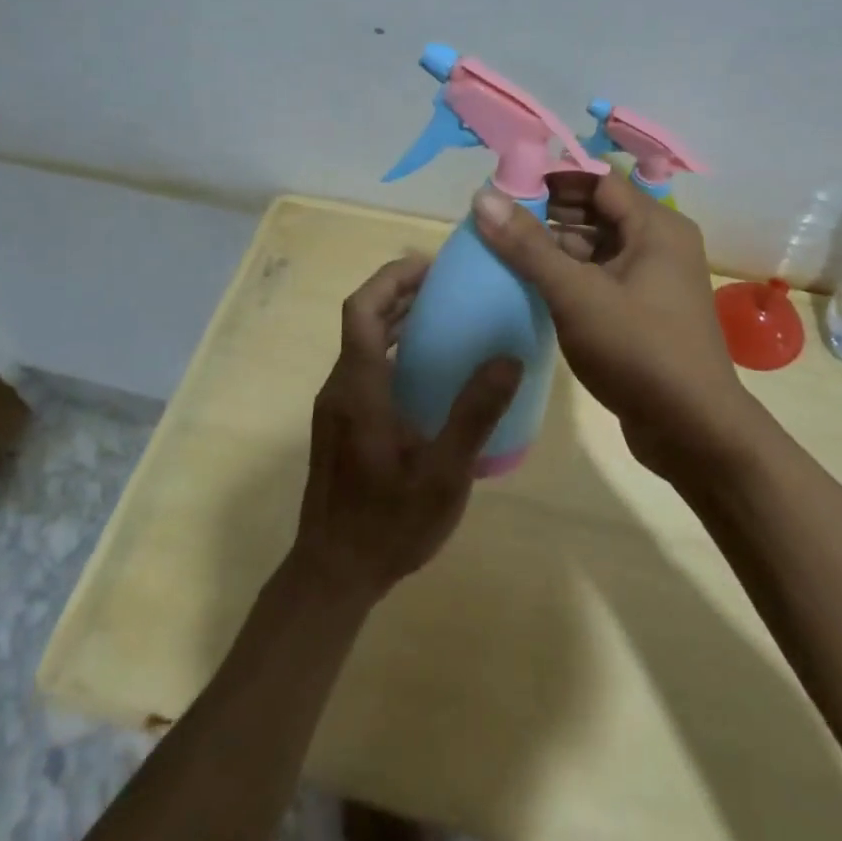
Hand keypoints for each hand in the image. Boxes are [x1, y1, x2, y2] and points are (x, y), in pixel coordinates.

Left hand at [292, 257, 521, 602]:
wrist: (333, 573)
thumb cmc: (388, 523)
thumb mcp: (443, 473)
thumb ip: (475, 415)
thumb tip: (508, 358)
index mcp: (359, 388)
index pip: (363, 309)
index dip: (392, 279)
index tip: (431, 267)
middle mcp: (341, 387)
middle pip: (362, 319)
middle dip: (400, 292)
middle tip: (448, 286)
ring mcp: (337, 407)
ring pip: (362, 343)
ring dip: (396, 320)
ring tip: (445, 317)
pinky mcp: (341, 424)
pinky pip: (365, 367)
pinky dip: (393, 350)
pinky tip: (429, 373)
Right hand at [472, 173, 759, 482]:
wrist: (693, 430)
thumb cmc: (638, 350)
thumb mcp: (576, 294)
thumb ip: (528, 245)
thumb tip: (483, 195)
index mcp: (655, 226)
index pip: (598, 179)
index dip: (551, 177)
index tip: (505, 186)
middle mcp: (659, 243)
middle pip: (597, 210)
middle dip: (548, 211)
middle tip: (497, 219)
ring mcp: (653, 279)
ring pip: (597, 245)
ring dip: (555, 245)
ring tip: (504, 249)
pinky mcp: (643, 311)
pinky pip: (600, 276)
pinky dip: (569, 274)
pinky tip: (531, 284)